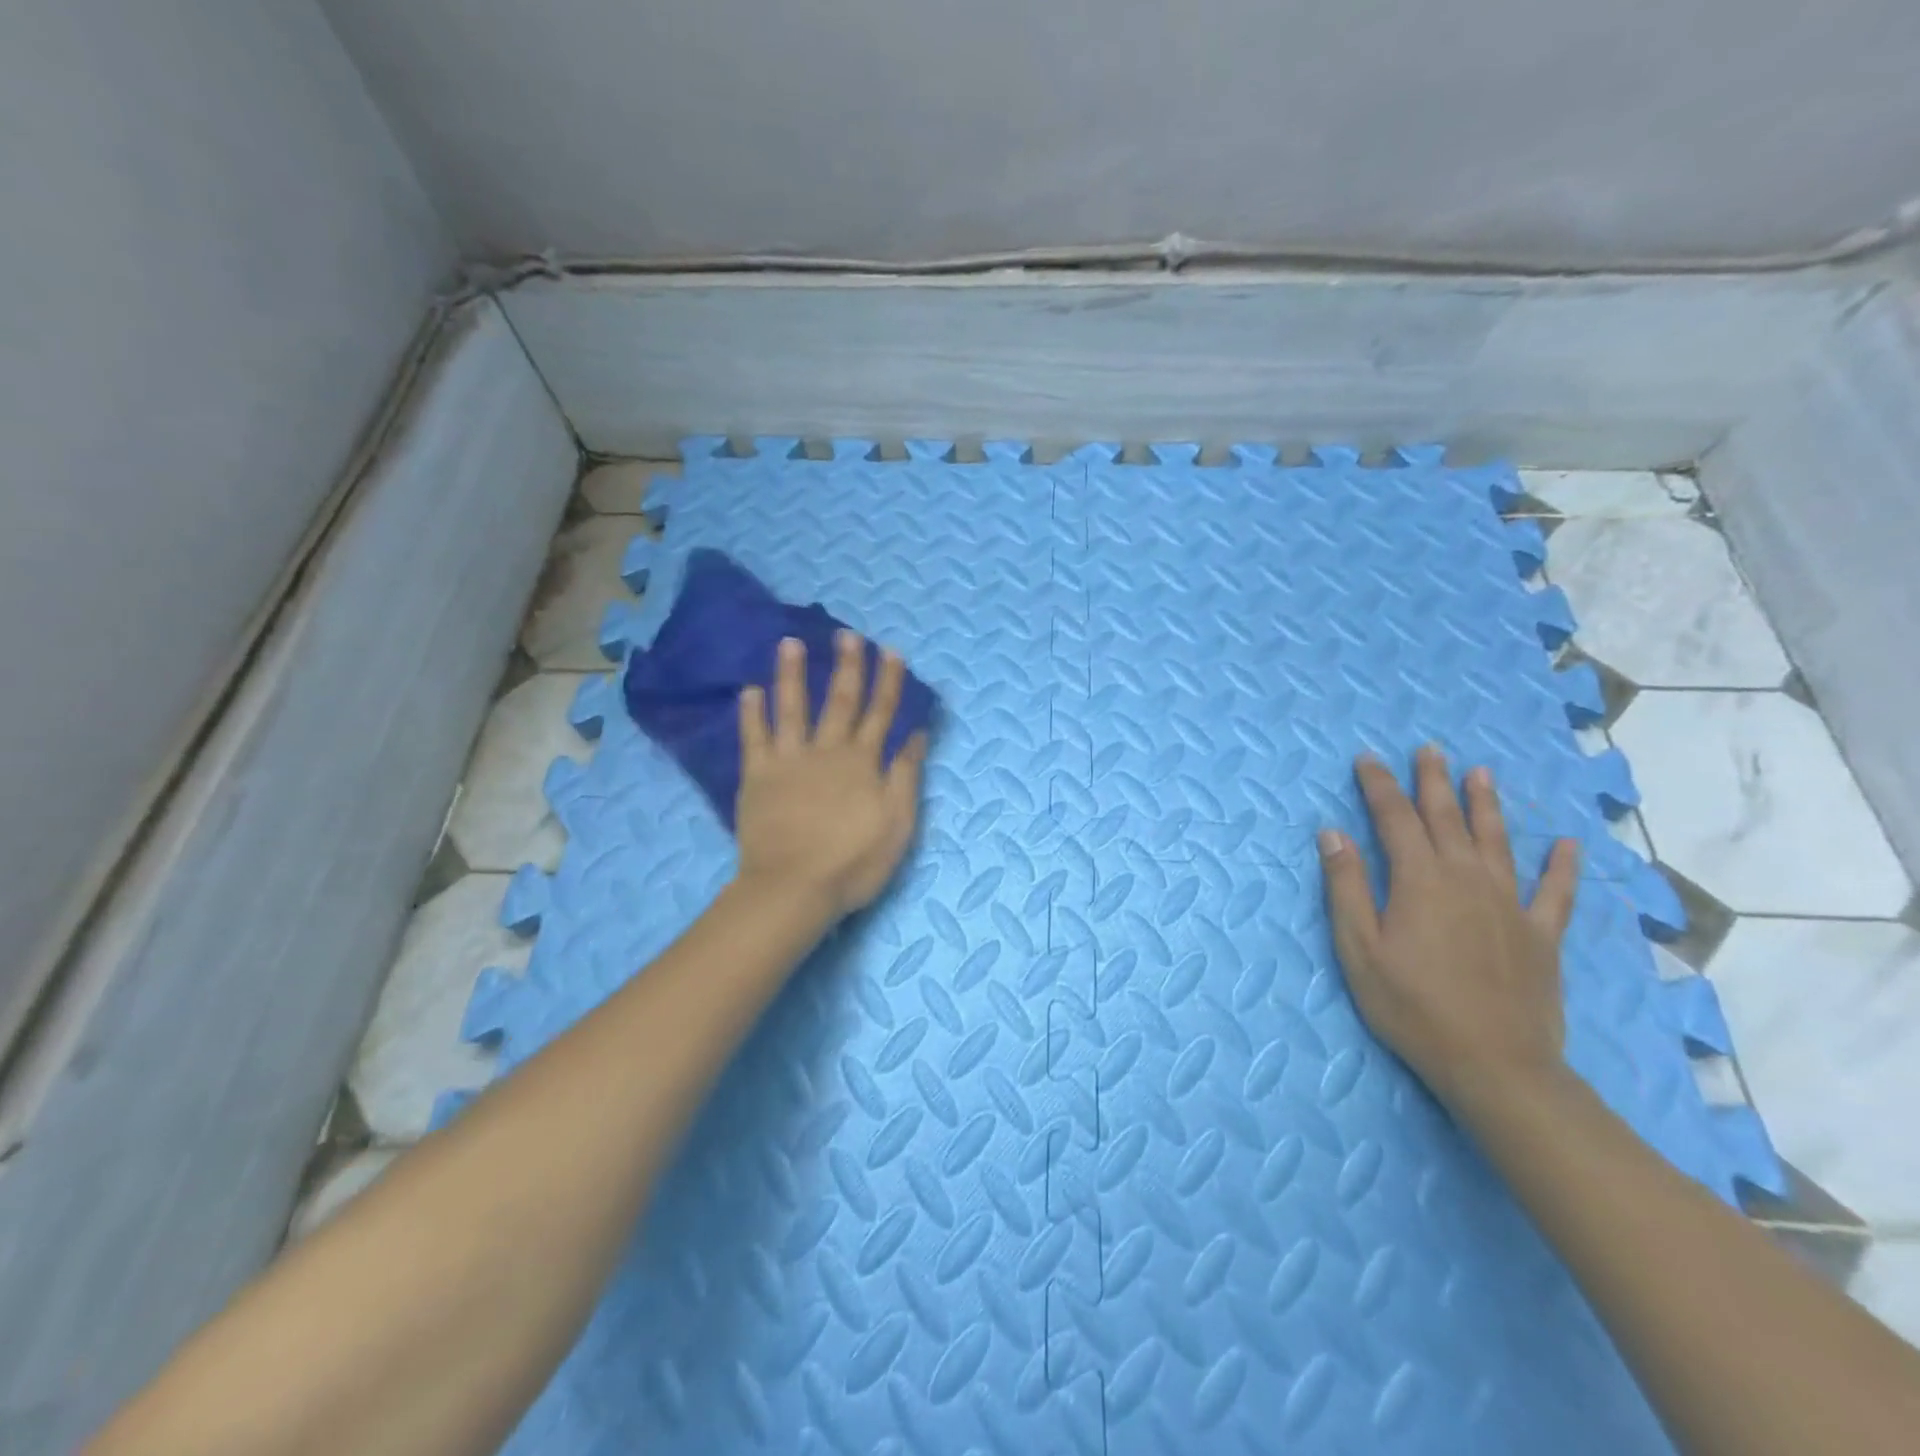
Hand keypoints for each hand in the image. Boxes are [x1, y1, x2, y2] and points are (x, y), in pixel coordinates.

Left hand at [735, 631, 927, 920]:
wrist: (794, 887)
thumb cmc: (854, 862)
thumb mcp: (898, 823)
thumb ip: (906, 775)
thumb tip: (916, 734)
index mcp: (863, 762)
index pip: (880, 713)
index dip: (888, 682)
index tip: (890, 652)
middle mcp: (827, 751)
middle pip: (841, 701)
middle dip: (848, 666)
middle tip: (848, 635)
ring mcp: (789, 760)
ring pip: (792, 708)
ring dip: (793, 674)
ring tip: (790, 643)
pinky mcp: (758, 776)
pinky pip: (754, 737)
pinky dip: (752, 713)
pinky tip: (750, 689)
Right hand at [1318, 745, 1579, 1110]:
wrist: (1495, 1065)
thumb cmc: (1412, 1006)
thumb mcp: (1359, 948)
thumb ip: (1347, 887)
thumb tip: (1334, 833)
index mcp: (1419, 881)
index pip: (1394, 819)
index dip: (1379, 786)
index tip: (1367, 759)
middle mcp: (1467, 879)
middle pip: (1447, 819)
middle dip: (1433, 782)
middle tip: (1429, 750)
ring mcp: (1509, 905)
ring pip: (1497, 841)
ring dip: (1486, 805)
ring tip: (1481, 773)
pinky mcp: (1540, 935)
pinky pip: (1555, 892)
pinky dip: (1561, 866)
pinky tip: (1566, 845)